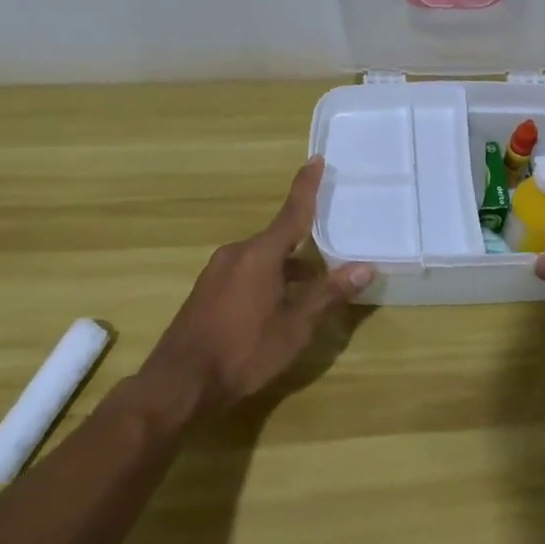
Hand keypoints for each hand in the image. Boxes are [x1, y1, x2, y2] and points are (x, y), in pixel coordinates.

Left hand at [135, 157, 373, 424]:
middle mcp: (236, 253)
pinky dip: (268, 278)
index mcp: (260, 254)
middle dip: (304, 243)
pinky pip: (246, 272)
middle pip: (278, 238)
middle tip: (332, 247)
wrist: (179, 383)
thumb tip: (365, 267)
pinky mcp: (207, 290)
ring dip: (287, 267)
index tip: (315, 160)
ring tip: (312, 286)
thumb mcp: (294, 327)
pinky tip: (278, 304)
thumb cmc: (243, 351)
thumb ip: (328, 294)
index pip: (292, 212)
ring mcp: (217, 272)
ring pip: (262, 258)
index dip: (306, 187)